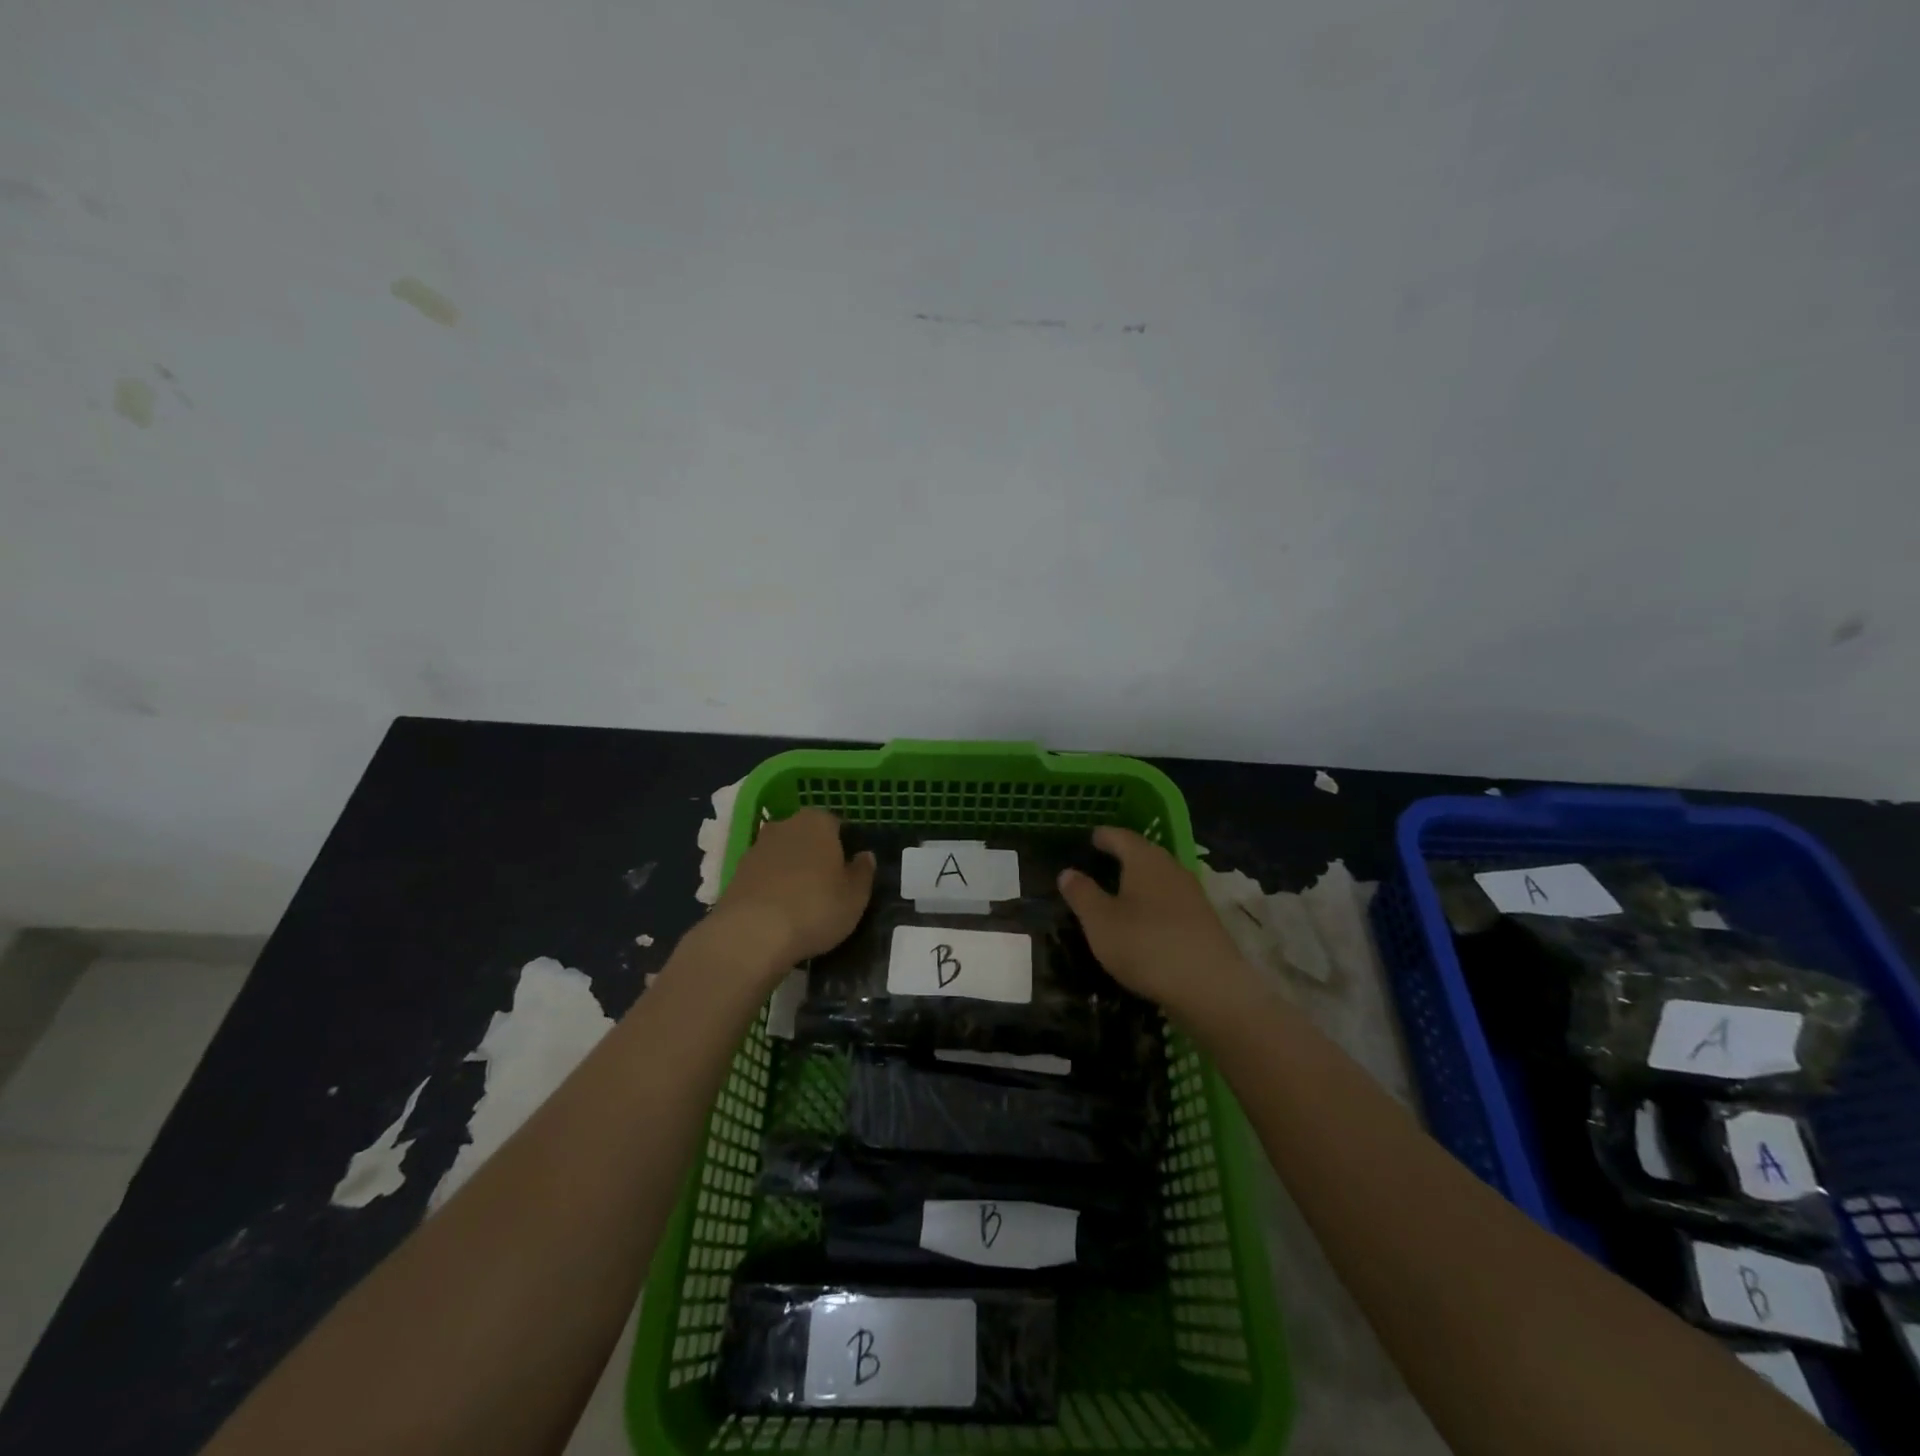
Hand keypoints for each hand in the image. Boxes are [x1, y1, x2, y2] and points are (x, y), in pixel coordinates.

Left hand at [709, 808, 874, 972]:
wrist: (751, 935)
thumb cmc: (815, 908)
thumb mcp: (855, 896)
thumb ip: (863, 872)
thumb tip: (865, 856)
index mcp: (817, 821)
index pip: (836, 824)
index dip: (845, 846)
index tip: (849, 870)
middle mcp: (784, 825)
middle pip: (806, 837)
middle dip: (816, 855)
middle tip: (828, 886)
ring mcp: (756, 848)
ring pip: (783, 855)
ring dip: (792, 871)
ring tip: (803, 904)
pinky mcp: (735, 873)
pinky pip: (764, 876)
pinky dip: (772, 888)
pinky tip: (779, 912)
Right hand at [1058, 826, 1258, 1024]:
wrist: (1210, 987)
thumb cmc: (1145, 945)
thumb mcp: (1100, 921)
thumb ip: (1082, 894)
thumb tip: (1067, 872)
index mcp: (1145, 860)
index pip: (1122, 837)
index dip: (1105, 836)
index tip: (1092, 837)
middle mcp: (1172, 869)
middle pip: (1146, 855)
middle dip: (1125, 856)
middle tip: (1103, 861)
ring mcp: (1193, 896)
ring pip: (1161, 879)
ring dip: (1142, 882)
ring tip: (1121, 892)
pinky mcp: (1205, 922)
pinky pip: (1172, 902)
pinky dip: (1155, 904)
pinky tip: (1146, 921)